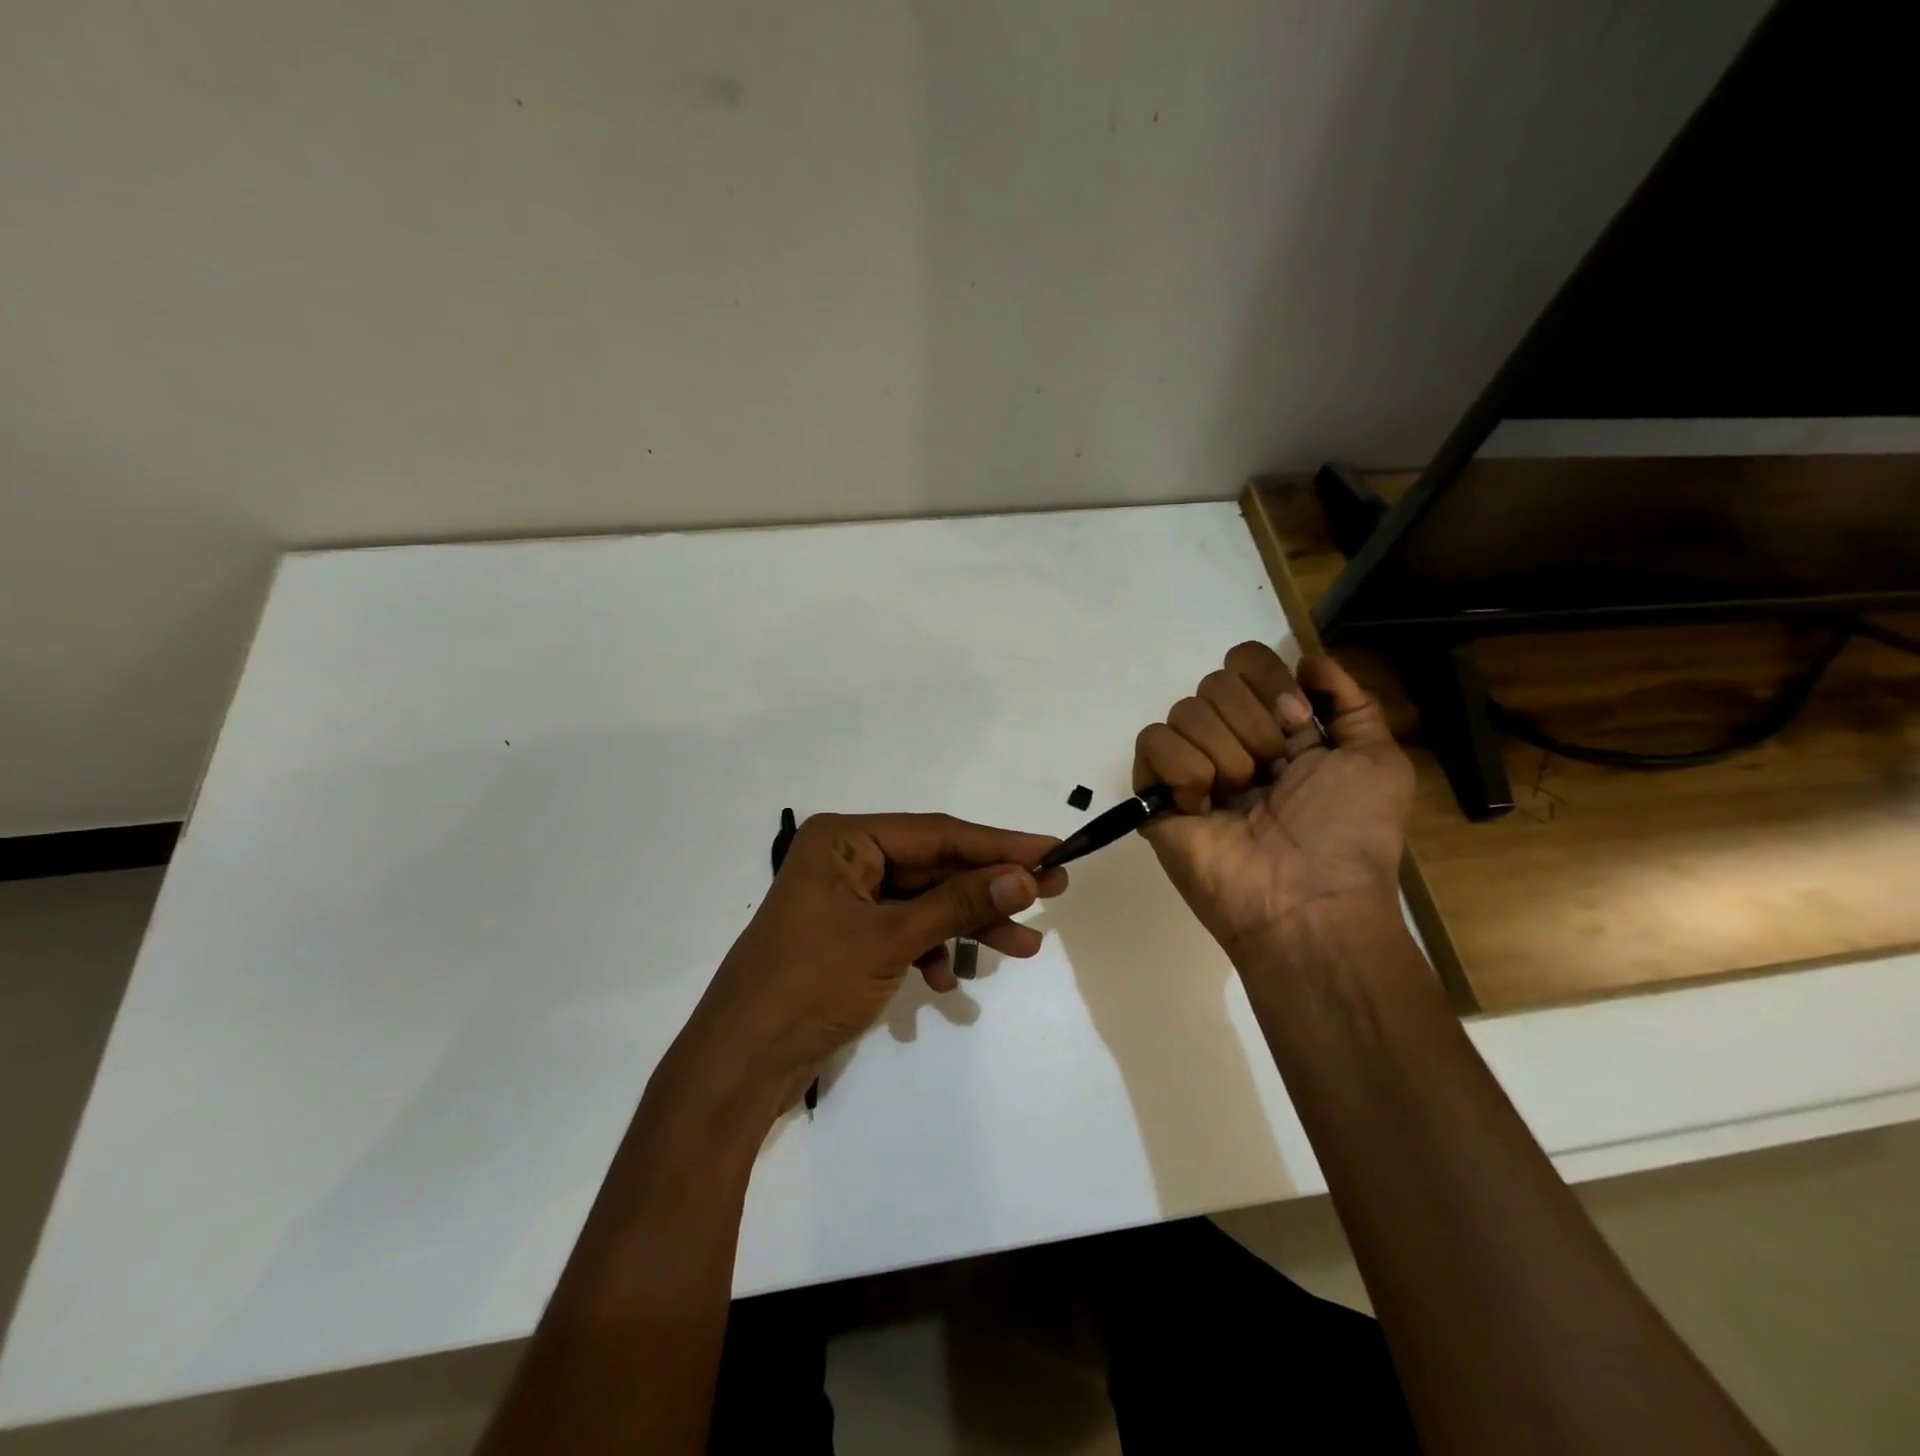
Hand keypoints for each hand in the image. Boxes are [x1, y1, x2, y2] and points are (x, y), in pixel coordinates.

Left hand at [674, 813, 1067, 1114]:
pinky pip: (905, 930)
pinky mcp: (849, 936)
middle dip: (989, 888)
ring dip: (968, 924)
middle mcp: (846, 859)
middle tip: (1052, 894)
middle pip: (934, 866)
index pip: (937, 833)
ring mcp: (847, 899)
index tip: (1053, 851)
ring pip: (925, 901)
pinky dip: (931, 951)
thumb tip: (1026, 875)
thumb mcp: (892, 939)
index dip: (999, 844)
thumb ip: (960, 903)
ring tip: (1023, 948)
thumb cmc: (810, 984)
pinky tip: (946, 983)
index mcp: (845, 839)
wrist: (742, 1063)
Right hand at [1134, 643, 1412, 961]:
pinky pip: (1152, 743)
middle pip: (1215, 681)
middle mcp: (1230, 739)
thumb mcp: (1378, 760)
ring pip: (1185, 711)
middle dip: (1253, 726)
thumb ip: (1351, 701)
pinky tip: (1203, 808)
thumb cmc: (1348, 834)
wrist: (1307, 902)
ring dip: (1224, 756)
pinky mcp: (1155, 794)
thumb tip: (1308, 660)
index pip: (1246, 661)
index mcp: (1276, 727)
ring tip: (1239, 801)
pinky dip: (1183, 772)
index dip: (1269, 682)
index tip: (1297, 725)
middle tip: (1271, 775)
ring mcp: (1190, 767)